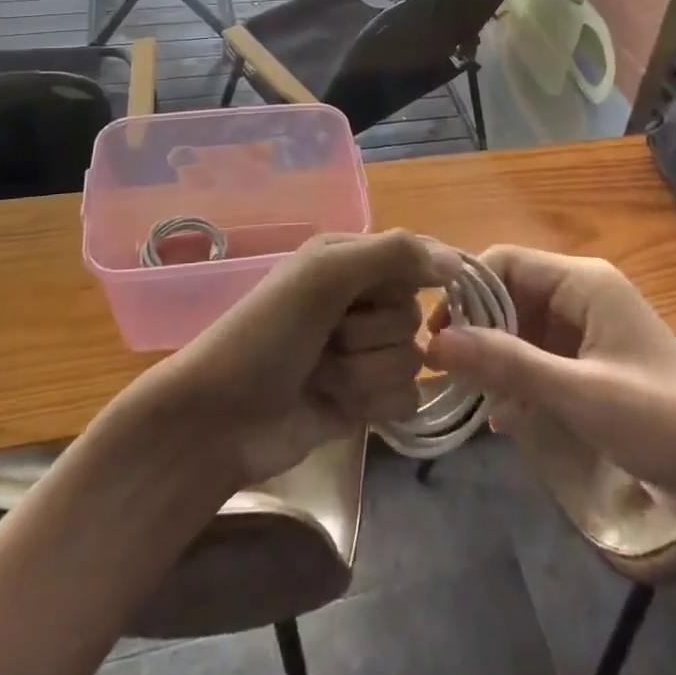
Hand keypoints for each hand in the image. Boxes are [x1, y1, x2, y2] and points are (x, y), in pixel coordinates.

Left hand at [133, 230, 456, 487]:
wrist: (220, 419)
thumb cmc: (267, 334)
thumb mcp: (323, 276)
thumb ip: (391, 255)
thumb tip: (456, 261)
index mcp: (348, 261)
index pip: (414, 260)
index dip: (417, 279)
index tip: (421, 294)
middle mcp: (360, 301)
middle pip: (412, 315)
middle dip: (372, 333)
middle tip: (328, 338)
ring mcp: (363, 353)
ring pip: (412, 359)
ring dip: (367, 372)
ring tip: (323, 375)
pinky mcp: (366, 400)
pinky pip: (407, 398)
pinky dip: (376, 403)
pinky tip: (341, 406)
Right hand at [424, 245, 675, 522]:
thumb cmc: (657, 419)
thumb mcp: (576, 392)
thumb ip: (506, 363)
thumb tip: (435, 342)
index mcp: (582, 281)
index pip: (505, 262)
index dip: (466, 291)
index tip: (435, 333)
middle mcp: (581, 294)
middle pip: (510, 295)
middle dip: (478, 330)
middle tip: (445, 370)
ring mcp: (587, 330)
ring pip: (521, 329)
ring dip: (497, 360)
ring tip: (469, 397)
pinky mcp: (591, 364)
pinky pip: (539, 358)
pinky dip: (519, 381)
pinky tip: (504, 419)